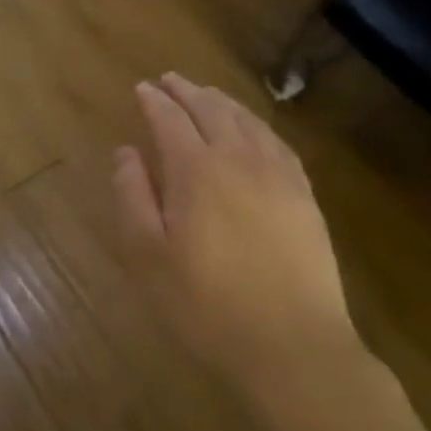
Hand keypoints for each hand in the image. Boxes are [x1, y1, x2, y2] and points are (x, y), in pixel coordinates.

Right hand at [113, 73, 363, 394]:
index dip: (153, 100)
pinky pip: (277, 143)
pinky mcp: (304, 197)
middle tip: (169, 80)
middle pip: (210, 109)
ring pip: (246, 120)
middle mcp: (237, 159)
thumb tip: (126, 152)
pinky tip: (252, 129)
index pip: (169, 118)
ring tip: (206, 94)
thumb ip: (132, 196)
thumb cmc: (207, 306)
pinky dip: (256, 124)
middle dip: (186, 90)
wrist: (295, 350)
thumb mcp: (148, 256)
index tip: (141, 88)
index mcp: (195, 169)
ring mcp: (277, 175)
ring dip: (221, 101)